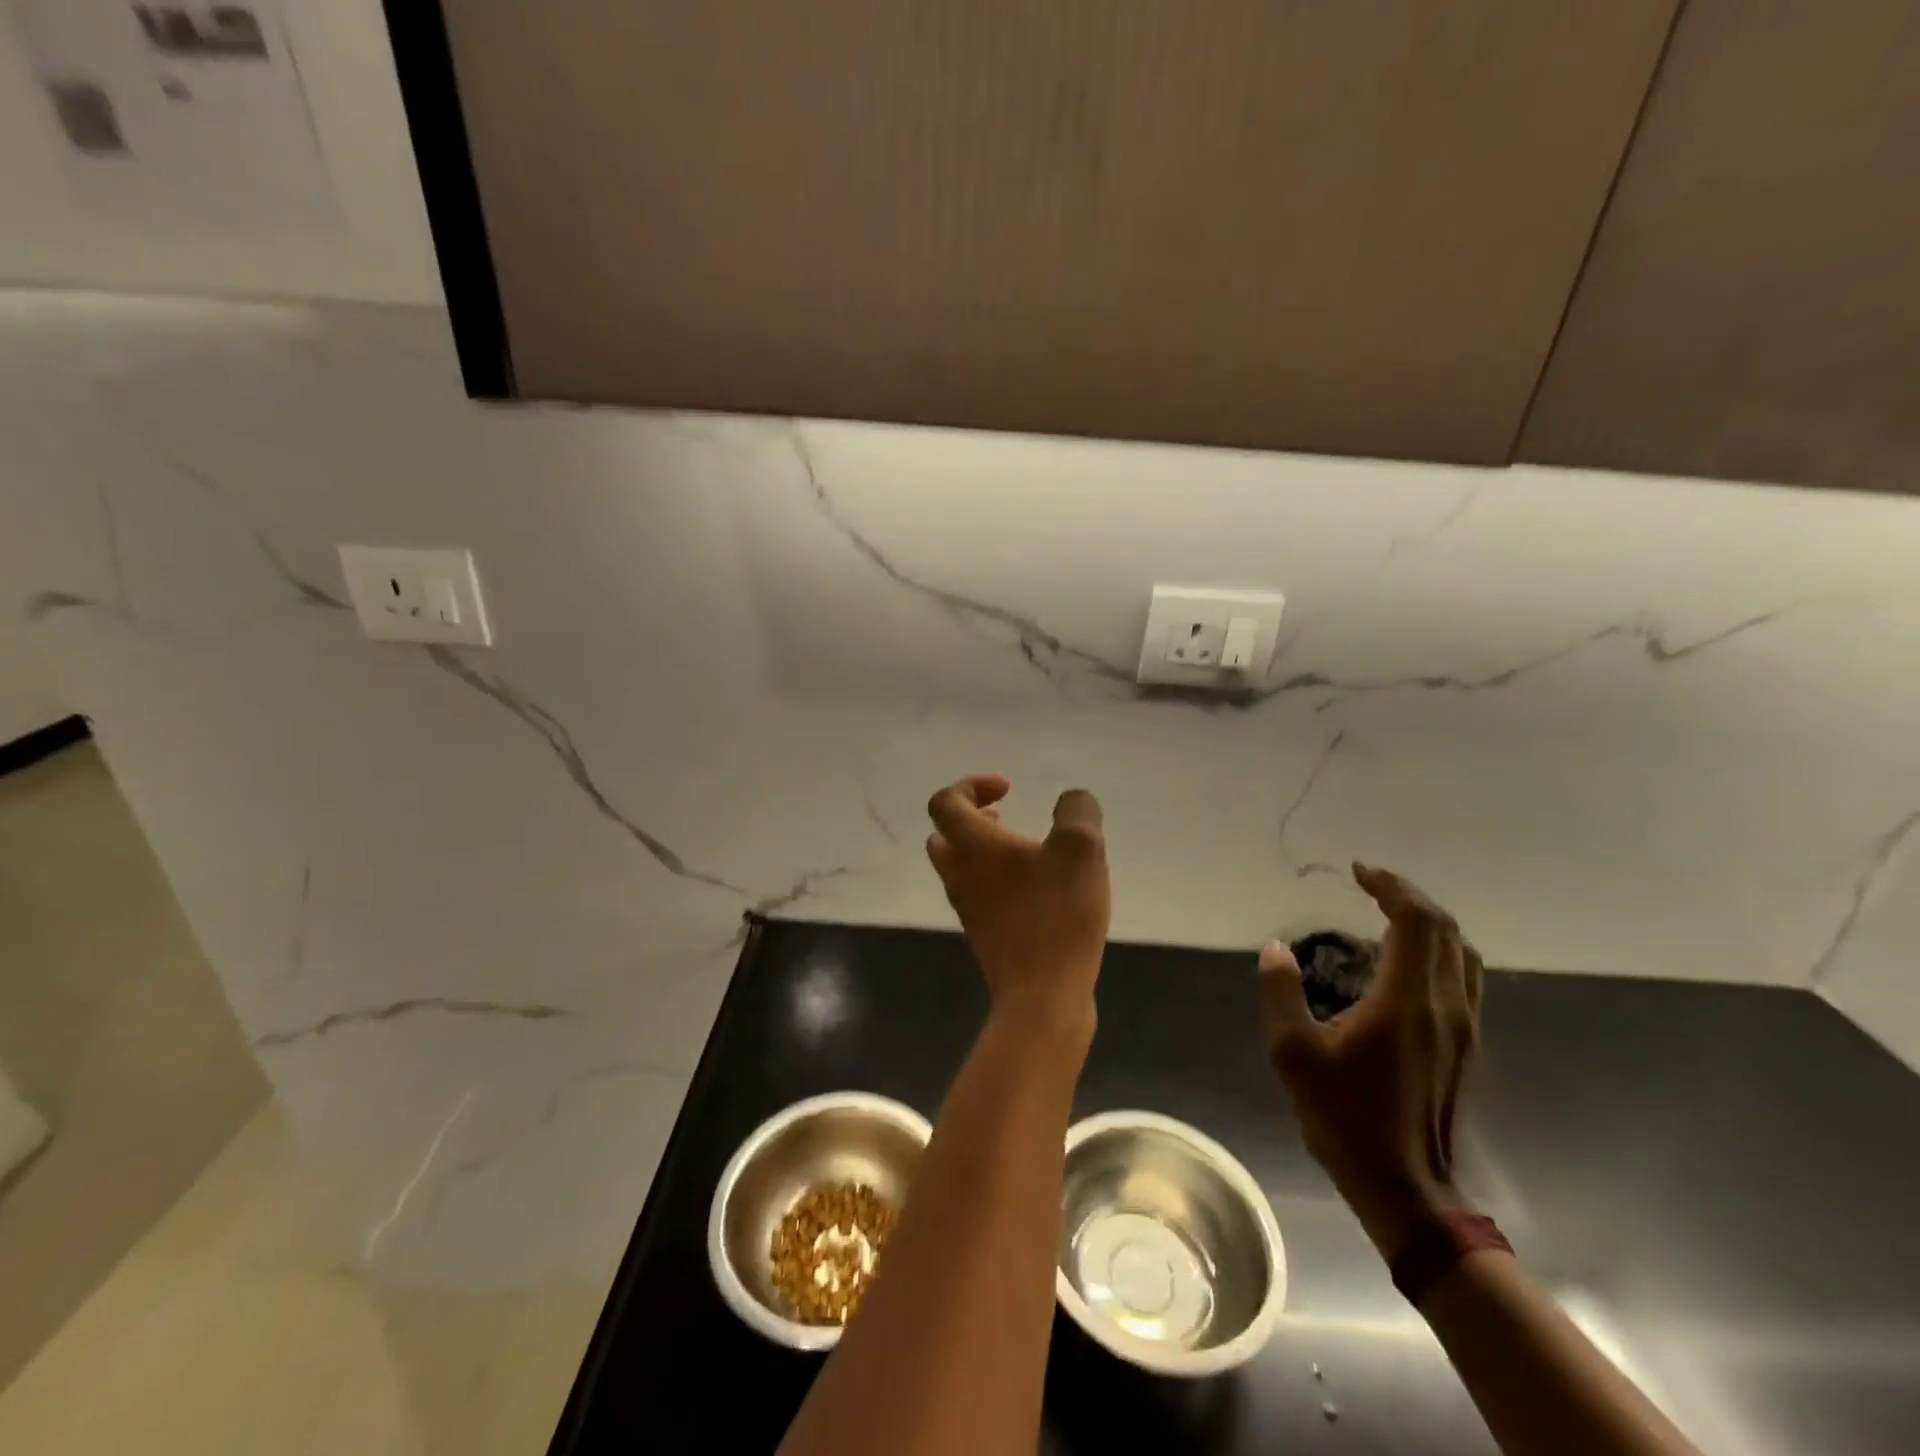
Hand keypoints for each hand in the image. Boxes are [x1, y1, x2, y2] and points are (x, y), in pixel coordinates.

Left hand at [926, 775, 1109, 1022]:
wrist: (1043, 996)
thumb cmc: (1057, 914)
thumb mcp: (1081, 848)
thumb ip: (1076, 812)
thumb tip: (1072, 801)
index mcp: (973, 846)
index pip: (945, 801)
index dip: (971, 785)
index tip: (1009, 789)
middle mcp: (960, 875)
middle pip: (944, 836)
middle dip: (971, 819)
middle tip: (1005, 819)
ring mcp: (969, 909)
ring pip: (961, 868)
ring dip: (985, 852)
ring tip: (1028, 852)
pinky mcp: (985, 936)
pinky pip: (980, 896)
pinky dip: (998, 882)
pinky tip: (1040, 890)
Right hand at [1259, 863, 1483, 1257]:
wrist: (1406, 1188)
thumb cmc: (1345, 1117)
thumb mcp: (1293, 1053)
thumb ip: (1282, 992)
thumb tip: (1277, 949)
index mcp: (1407, 1001)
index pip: (1416, 922)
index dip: (1391, 887)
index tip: (1358, 872)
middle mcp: (1446, 1006)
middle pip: (1446, 931)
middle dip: (1408, 897)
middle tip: (1369, 885)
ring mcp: (1464, 1029)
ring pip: (1462, 954)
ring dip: (1428, 924)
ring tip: (1387, 915)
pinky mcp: (1465, 1047)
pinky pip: (1461, 978)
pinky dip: (1436, 951)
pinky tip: (1401, 963)